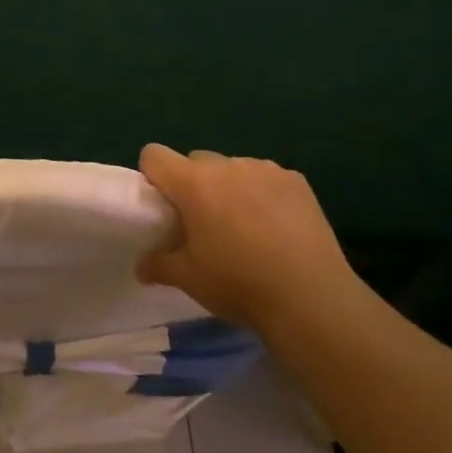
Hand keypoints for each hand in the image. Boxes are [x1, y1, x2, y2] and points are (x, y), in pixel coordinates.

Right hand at [135, 144, 359, 330]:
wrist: (310, 297)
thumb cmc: (239, 284)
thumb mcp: (189, 279)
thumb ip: (159, 264)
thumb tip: (142, 266)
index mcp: (194, 183)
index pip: (155, 155)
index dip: (153, 176)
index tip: (164, 205)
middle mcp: (227, 165)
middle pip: (196, 162)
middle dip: (194, 186)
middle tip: (205, 224)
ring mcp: (265, 169)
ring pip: (234, 169)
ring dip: (230, 188)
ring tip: (246, 228)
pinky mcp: (296, 180)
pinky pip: (267, 178)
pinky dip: (264, 195)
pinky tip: (277, 228)